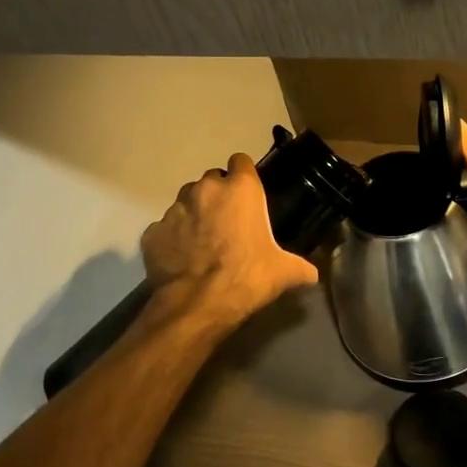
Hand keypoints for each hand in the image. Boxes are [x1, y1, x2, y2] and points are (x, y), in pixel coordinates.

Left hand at [141, 154, 319, 321]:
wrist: (198, 304)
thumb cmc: (248, 276)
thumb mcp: (284, 272)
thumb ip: (300, 267)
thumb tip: (313, 275)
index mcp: (240, 189)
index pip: (241, 161)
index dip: (244, 175)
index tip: (247, 193)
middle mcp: (205, 189)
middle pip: (212, 181)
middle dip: (218, 196)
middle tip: (228, 222)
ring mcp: (175, 209)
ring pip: (186, 201)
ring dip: (194, 214)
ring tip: (203, 241)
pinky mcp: (153, 231)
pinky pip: (165, 229)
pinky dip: (173, 239)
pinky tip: (182, 259)